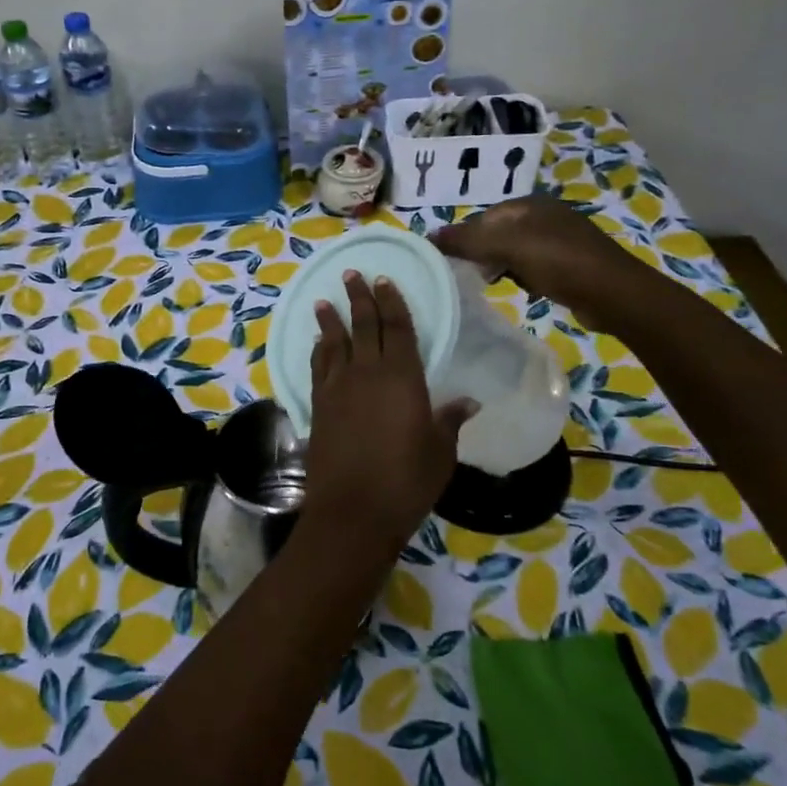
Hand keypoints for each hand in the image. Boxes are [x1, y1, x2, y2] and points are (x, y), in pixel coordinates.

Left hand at [306, 271, 472, 546]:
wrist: (353, 510)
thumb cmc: (406, 481)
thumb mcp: (440, 452)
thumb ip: (449, 421)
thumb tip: (468, 401)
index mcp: (402, 378)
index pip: (397, 329)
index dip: (391, 302)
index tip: (384, 280)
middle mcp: (367, 373)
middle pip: (363, 326)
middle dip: (358, 298)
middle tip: (351, 274)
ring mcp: (338, 388)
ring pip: (334, 343)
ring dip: (331, 320)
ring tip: (324, 301)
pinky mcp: (318, 406)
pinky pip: (318, 367)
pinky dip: (318, 350)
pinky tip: (318, 343)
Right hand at [431, 193, 651, 328]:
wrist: (614, 294)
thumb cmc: (559, 261)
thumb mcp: (507, 246)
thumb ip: (467, 240)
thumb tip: (427, 236)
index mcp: (530, 204)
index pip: (483, 217)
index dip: (464, 237)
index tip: (451, 261)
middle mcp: (544, 216)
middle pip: (498, 233)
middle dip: (481, 253)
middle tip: (468, 275)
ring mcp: (559, 240)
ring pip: (514, 251)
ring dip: (500, 267)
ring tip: (490, 284)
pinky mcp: (570, 265)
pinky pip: (532, 267)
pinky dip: (521, 277)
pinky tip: (520, 290)